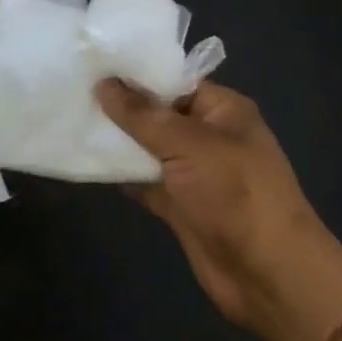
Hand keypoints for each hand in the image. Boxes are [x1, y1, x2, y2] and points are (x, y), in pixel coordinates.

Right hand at [95, 79, 341, 340]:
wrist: (270, 278)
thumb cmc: (236, 195)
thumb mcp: (187, 144)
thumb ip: (141, 114)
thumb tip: (103, 83)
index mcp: (222, 110)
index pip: (173, 80)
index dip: (135, 72)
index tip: (92, 62)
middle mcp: (208, 135)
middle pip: (157, 112)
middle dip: (119, 105)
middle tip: (72, 87)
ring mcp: (193, 172)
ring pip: (147, 147)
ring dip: (116, 139)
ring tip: (71, 117)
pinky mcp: (180, 204)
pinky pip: (144, 180)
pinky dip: (121, 173)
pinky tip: (86, 159)